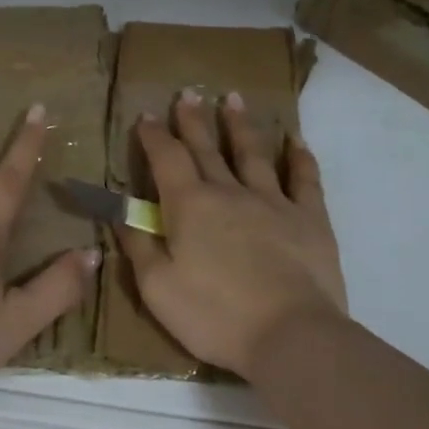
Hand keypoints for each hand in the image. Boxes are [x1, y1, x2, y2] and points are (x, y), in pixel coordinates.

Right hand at [119, 90, 346, 378]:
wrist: (290, 335)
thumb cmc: (213, 314)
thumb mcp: (156, 286)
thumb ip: (136, 243)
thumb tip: (119, 210)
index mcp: (189, 206)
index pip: (166, 158)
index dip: (154, 136)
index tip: (146, 115)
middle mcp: (229, 192)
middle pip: (207, 148)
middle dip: (193, 120)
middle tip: (187, 93)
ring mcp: (273, 202)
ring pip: (253, 154)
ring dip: (240, 125)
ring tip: (233, 99)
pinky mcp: (310, 219)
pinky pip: (304, 179)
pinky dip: (299, 157)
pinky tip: (295, 141)